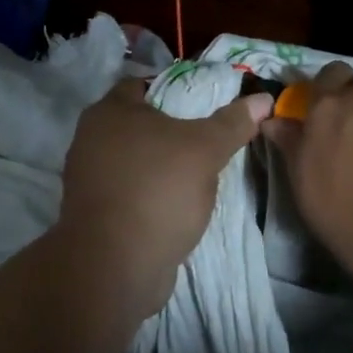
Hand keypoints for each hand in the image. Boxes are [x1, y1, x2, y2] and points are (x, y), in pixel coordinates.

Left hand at [60, 79, 270, 313]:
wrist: (114, 268)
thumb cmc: (158, 190)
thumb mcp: (206, 150)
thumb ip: (232, 122)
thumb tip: (263, 99)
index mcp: (109, 111)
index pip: (144, 84)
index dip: (176, 89)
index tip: (205, 102)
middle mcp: (90, 139)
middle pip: (139, 123)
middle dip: (171, 130)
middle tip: (206, 136)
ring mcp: (88, 179)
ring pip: (134, 159)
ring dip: (161, 164)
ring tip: (197, 172)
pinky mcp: (93, 214)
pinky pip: (129, 190)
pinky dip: (150, 192)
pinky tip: (177, 203)